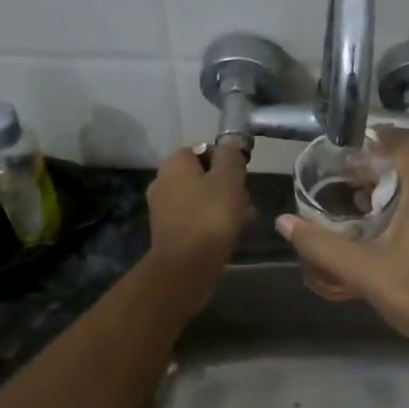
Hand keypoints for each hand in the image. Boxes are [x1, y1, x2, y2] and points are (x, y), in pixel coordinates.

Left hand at [146, 143, 253, 286]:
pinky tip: (228, 235)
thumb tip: (231, 141)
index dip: (227, 161)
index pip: (204, 150)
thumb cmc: (210, 216)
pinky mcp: (168, 232)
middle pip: (203, 176)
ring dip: (222, 206)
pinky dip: (211, 223)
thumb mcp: (229, 179)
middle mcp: (162, 181)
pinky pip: (195, 218)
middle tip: (246, 201)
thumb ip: (231, 155)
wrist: (186, 266)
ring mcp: (162, 208)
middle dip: (227, 186)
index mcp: (174, 163)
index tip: (243, 176)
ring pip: (201, 198)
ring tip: (243, 221)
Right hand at [275, 133, 408, 361]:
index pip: (402, 143)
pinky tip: (394, 232)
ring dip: (397, 190)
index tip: (345, 155)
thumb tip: (284, 222)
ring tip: (363, 209)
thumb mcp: (363, 270)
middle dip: (379, 171)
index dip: (372, 143)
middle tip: (345, 186)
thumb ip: (321, 244)